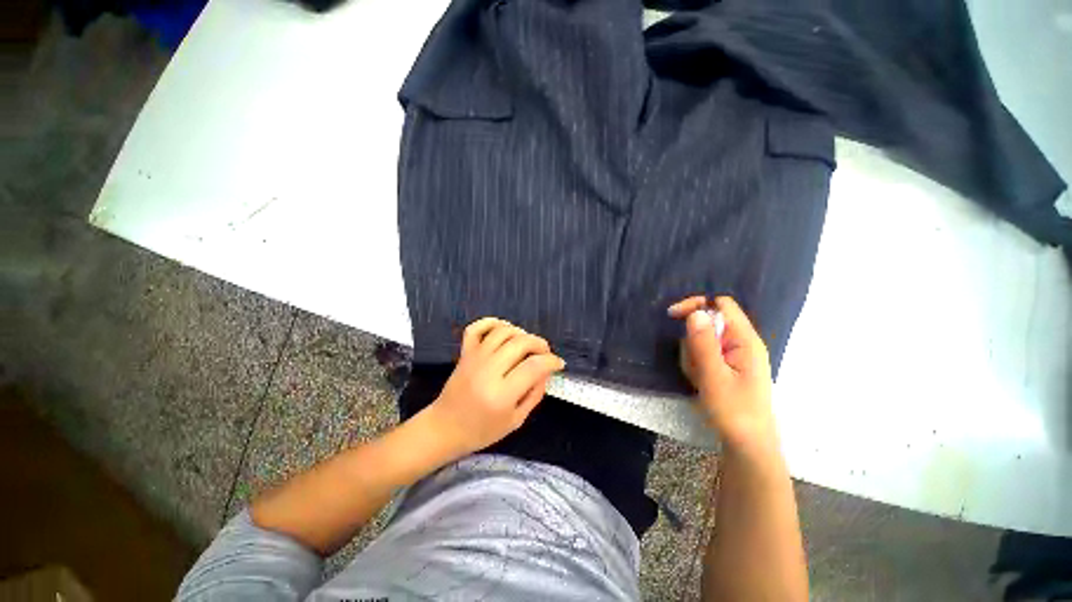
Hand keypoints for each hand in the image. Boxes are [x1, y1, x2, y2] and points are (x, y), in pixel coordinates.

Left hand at [424, 318, 565, 456]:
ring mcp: (474, 358)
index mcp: (501, 394)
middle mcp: (488, 371)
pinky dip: (492, 322)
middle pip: (521, 343)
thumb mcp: (516, 420)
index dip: (551, 361)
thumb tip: (546, 371)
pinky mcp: (465, 353)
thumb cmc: (482, 430)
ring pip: (503, 331)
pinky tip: (504, 329)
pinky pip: (477, 327)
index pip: (534, 366)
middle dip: (540, 344)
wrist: (445, 428)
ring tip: (528, 344)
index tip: (558, 364)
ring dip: (521, 333)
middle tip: (545, 353)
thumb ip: (535, 394)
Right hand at [668, 296, 776, 454]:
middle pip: (709, 323)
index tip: (673, 316)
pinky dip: (697, 365)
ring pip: (703, 340)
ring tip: (699, 378)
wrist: (747, 444)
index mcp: (745, 340)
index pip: (721, 304)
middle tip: (694, 364)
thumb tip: (696, 312)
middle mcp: (742, 343)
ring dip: (693, 355)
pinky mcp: (727, 366)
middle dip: (693, 340)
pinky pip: (705, 354)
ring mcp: (734, 356)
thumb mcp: (714, 376)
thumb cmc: (733, 411)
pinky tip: (701, 382)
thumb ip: (704, 343)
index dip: (697, 305)